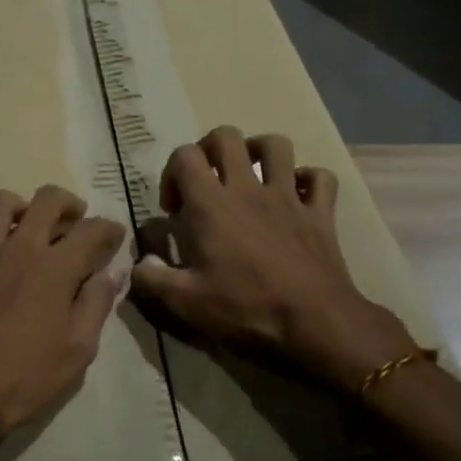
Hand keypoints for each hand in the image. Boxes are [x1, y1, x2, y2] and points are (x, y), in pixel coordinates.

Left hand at [0, 184, 126, 454]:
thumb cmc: (26, 379)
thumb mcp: (78, 350)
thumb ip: (96, 304)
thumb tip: (112, 273)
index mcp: (54, 267)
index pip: (92, 230)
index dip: (109, 229)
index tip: (114, 236)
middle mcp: (17, 248)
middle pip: (47, 199)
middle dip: (68, 204)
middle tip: (73, 220)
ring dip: (17, 208)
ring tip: (23, 227)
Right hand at [129, 127, 415, 390]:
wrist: (314, 323)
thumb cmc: (244, 309)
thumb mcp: (184, 303)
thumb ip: (151, 279)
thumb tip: (139, 262)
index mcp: (211, 204)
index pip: (185, 155)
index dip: (172, 173)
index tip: (174, 209)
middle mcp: (248, 189)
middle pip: (227, 136)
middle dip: (210, 149)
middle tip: (206, 181)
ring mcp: (289, 196)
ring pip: (276, 145)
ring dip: (259, 152)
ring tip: (250, 176)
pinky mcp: (321, 213)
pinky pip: (320, 177)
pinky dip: (308, 180)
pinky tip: (297, 197)